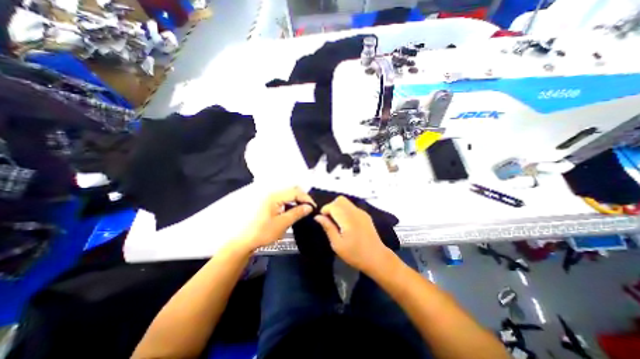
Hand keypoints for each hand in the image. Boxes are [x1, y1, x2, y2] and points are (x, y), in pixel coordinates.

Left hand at [238, 188, 314, 251]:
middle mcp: (271, 193)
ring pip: (288, 193)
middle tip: (309, 208)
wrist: (244, 241)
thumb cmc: (262, 233)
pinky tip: (293, 210)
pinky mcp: (268, 202)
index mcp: (274, 197)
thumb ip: (296, 213)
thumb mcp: (282, 224)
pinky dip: (290, 202)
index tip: (313, 207)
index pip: (295, 191)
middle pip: (291, 189)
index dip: (306, 198)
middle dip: (302, 197)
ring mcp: (269, 197)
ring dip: (297, 199)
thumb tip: (309, 207)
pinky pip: (283, 198)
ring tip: (303, 209)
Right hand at [315, 196, 395, 274]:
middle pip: (340, 200)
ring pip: (346, 202)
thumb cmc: (355, 254)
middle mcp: (355, 212)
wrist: (377, 258)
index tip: (323, 220)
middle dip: (331, 207)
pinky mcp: (365, 215)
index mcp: (348, 219)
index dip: (325, 210)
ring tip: (337, 223)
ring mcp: (362, 212)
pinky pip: (352, 207)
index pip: (333, 205)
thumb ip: (328, 227)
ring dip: (338, 208)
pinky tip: (346, 224)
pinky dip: (345, 210)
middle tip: (329, 220)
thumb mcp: (337, 244)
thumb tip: (318, 217)